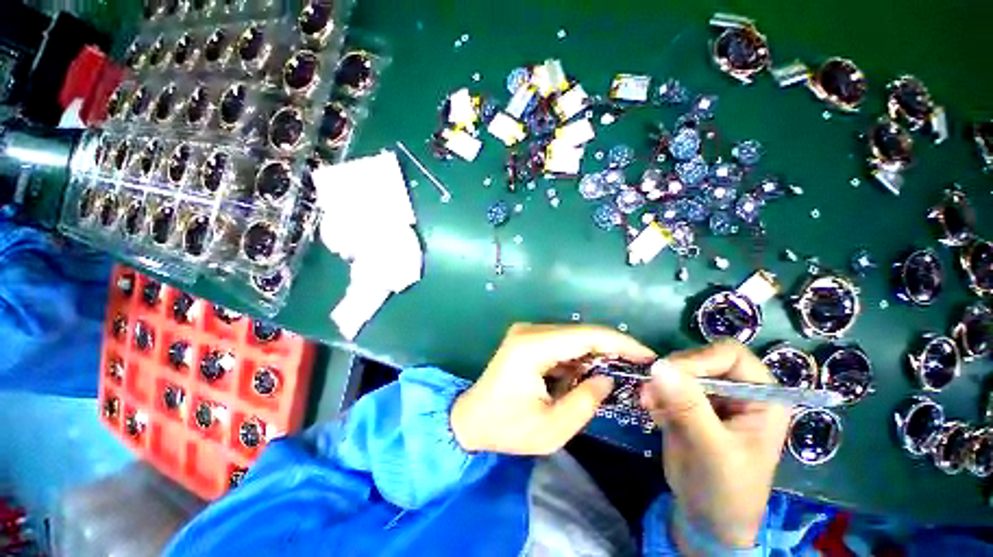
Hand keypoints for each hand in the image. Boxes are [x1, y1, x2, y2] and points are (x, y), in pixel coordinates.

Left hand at [451, 323, 655, 454]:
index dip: (620, 343)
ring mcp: (527, 332)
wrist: (469, 420)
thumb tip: (607, 379)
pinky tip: (585, 377)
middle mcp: (530, 331)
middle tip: (636, 371)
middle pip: (580, 333)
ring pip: (572, 338)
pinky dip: (577, 358)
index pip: (585, 335)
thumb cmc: (506, 428)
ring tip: (615, 377)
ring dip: (594, 356)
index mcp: (533, 347)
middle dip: (610, 350)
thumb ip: (585, 401)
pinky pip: (561, 343)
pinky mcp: (527, 339)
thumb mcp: (552, 428)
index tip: (648, 357)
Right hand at [639, 340, 790, 549]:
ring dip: (658, 385)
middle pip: (699, 358)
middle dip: (672, 374)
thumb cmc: (725, 490)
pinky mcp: (688, 404)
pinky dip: (654, 395)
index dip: (699, 359)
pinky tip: (654, 415)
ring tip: (649, 406)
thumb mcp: (712, 450)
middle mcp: (737, 390)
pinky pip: (665, 385)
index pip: (730, 355)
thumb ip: (689, 407)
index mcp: (762, 397)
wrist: (706, 519)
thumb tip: (659, 365)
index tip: (669, 375)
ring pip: (677, 370)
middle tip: (650, 394)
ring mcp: (711, 396)